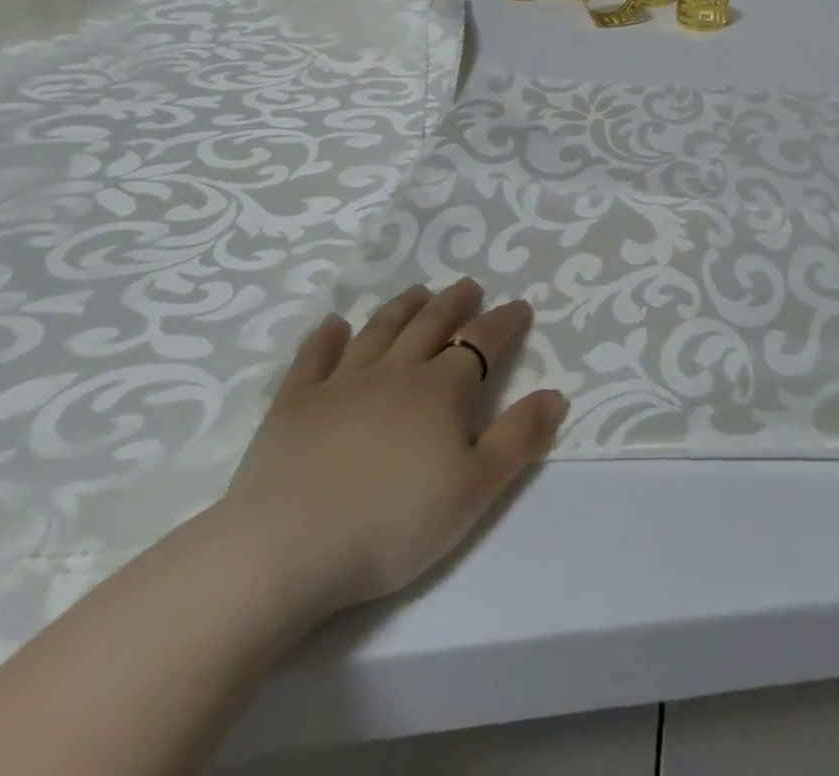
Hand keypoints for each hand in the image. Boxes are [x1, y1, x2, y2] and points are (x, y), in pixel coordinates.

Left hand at [218, 279, 567, 622]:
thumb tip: (555, 394)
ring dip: (403, 307)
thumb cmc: (391, 524)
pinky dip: (325, 336)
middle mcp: (396, 372)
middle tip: (469, 286)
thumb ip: (518, 438)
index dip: (505, 322)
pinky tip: (333, 324)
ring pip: (380, 330)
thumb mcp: (475, 489)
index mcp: (442, 390)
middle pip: (432, 324)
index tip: (520, 307)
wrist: (283, 551)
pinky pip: (313, 358)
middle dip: (456, 302)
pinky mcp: (293, 405)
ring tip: (418, 292)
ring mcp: (341, 383)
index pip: (482, 342)